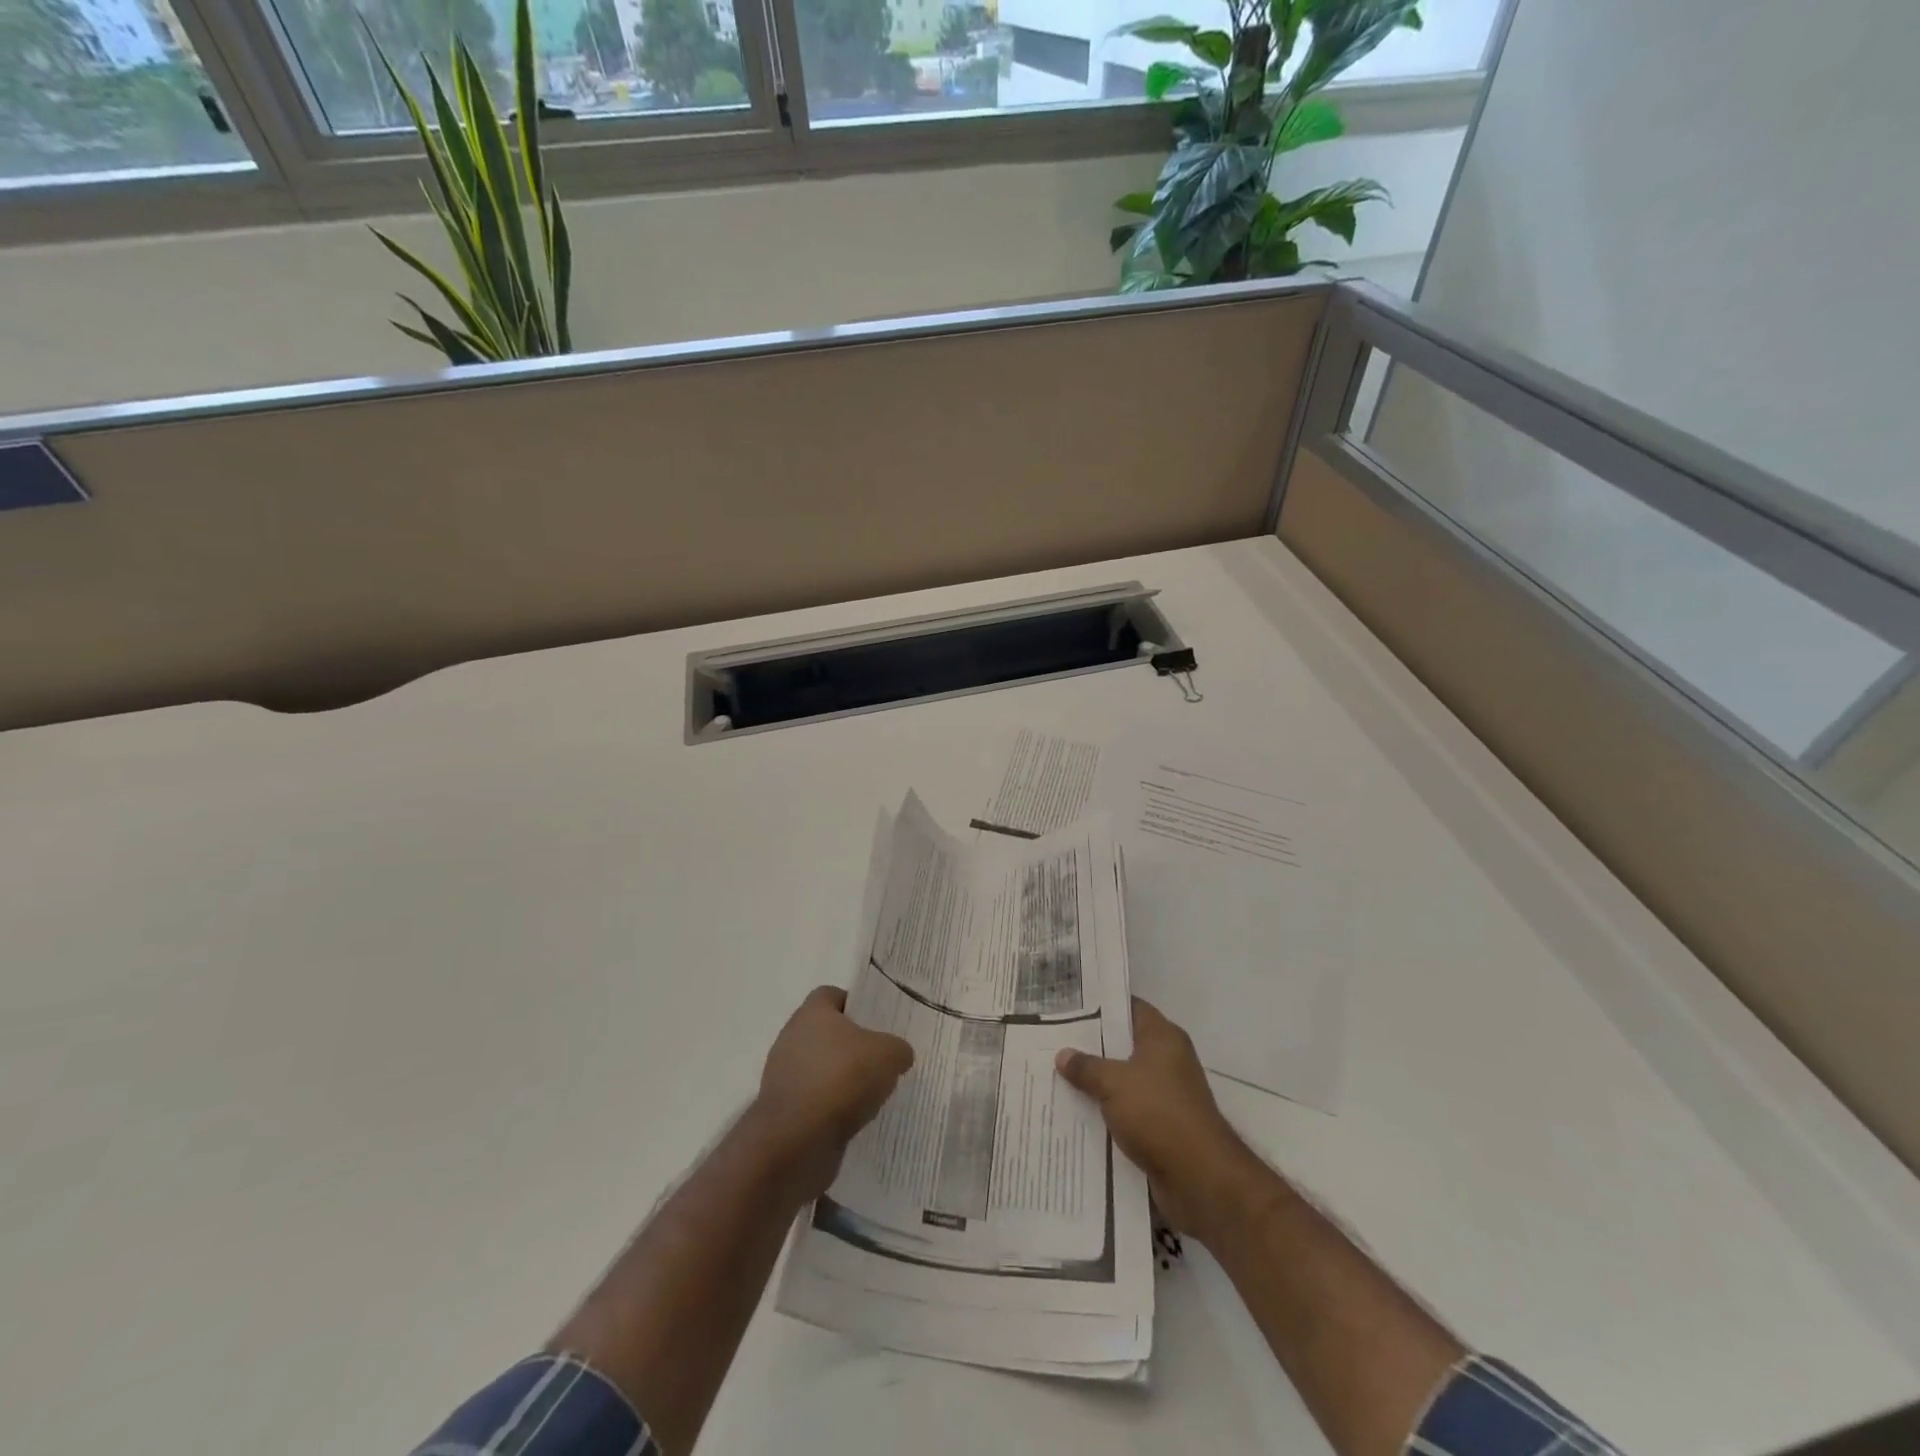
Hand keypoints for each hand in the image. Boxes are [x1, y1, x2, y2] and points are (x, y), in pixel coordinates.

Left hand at [748, 986, 913, 1202]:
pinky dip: (833, 1108)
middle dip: (854, 1046)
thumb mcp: (888, 1055)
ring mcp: (784, 1075)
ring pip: (822, 1069)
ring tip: (873, 1095)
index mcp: (812, 1012)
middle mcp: (792, 1038)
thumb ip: (898, 1048)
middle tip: (882, 1060)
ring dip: (844, 1080)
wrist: (795, 1141)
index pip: (833, 995)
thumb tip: (898, 1055)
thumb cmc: (841, 1079)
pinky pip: (815, 1101)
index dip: (857, 1005)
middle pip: (828, 1033)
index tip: (879, 1023)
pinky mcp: (784, 1111)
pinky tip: (855, 1120)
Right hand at [1056, 997, 1270, 1244]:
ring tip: (1055, 1075)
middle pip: (1124, 1045)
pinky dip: (1105, 1113)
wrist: (1200, 1179)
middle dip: (1091, 1045)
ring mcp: (1166, 1096)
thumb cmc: (1158, 1114)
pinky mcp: (1161, 1128)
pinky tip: (1074, 1112)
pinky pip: (1126, 1112)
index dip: (1102, 1004)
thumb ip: (1086, 1067)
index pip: (1130, 1008)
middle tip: (1052, 1039)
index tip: (1069, 1004)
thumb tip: (1062, 1054)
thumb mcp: (1114, 1083)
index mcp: (1163, 1038)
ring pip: (1122, 1081)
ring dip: (1095, 1083)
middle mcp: (1167, 1061)